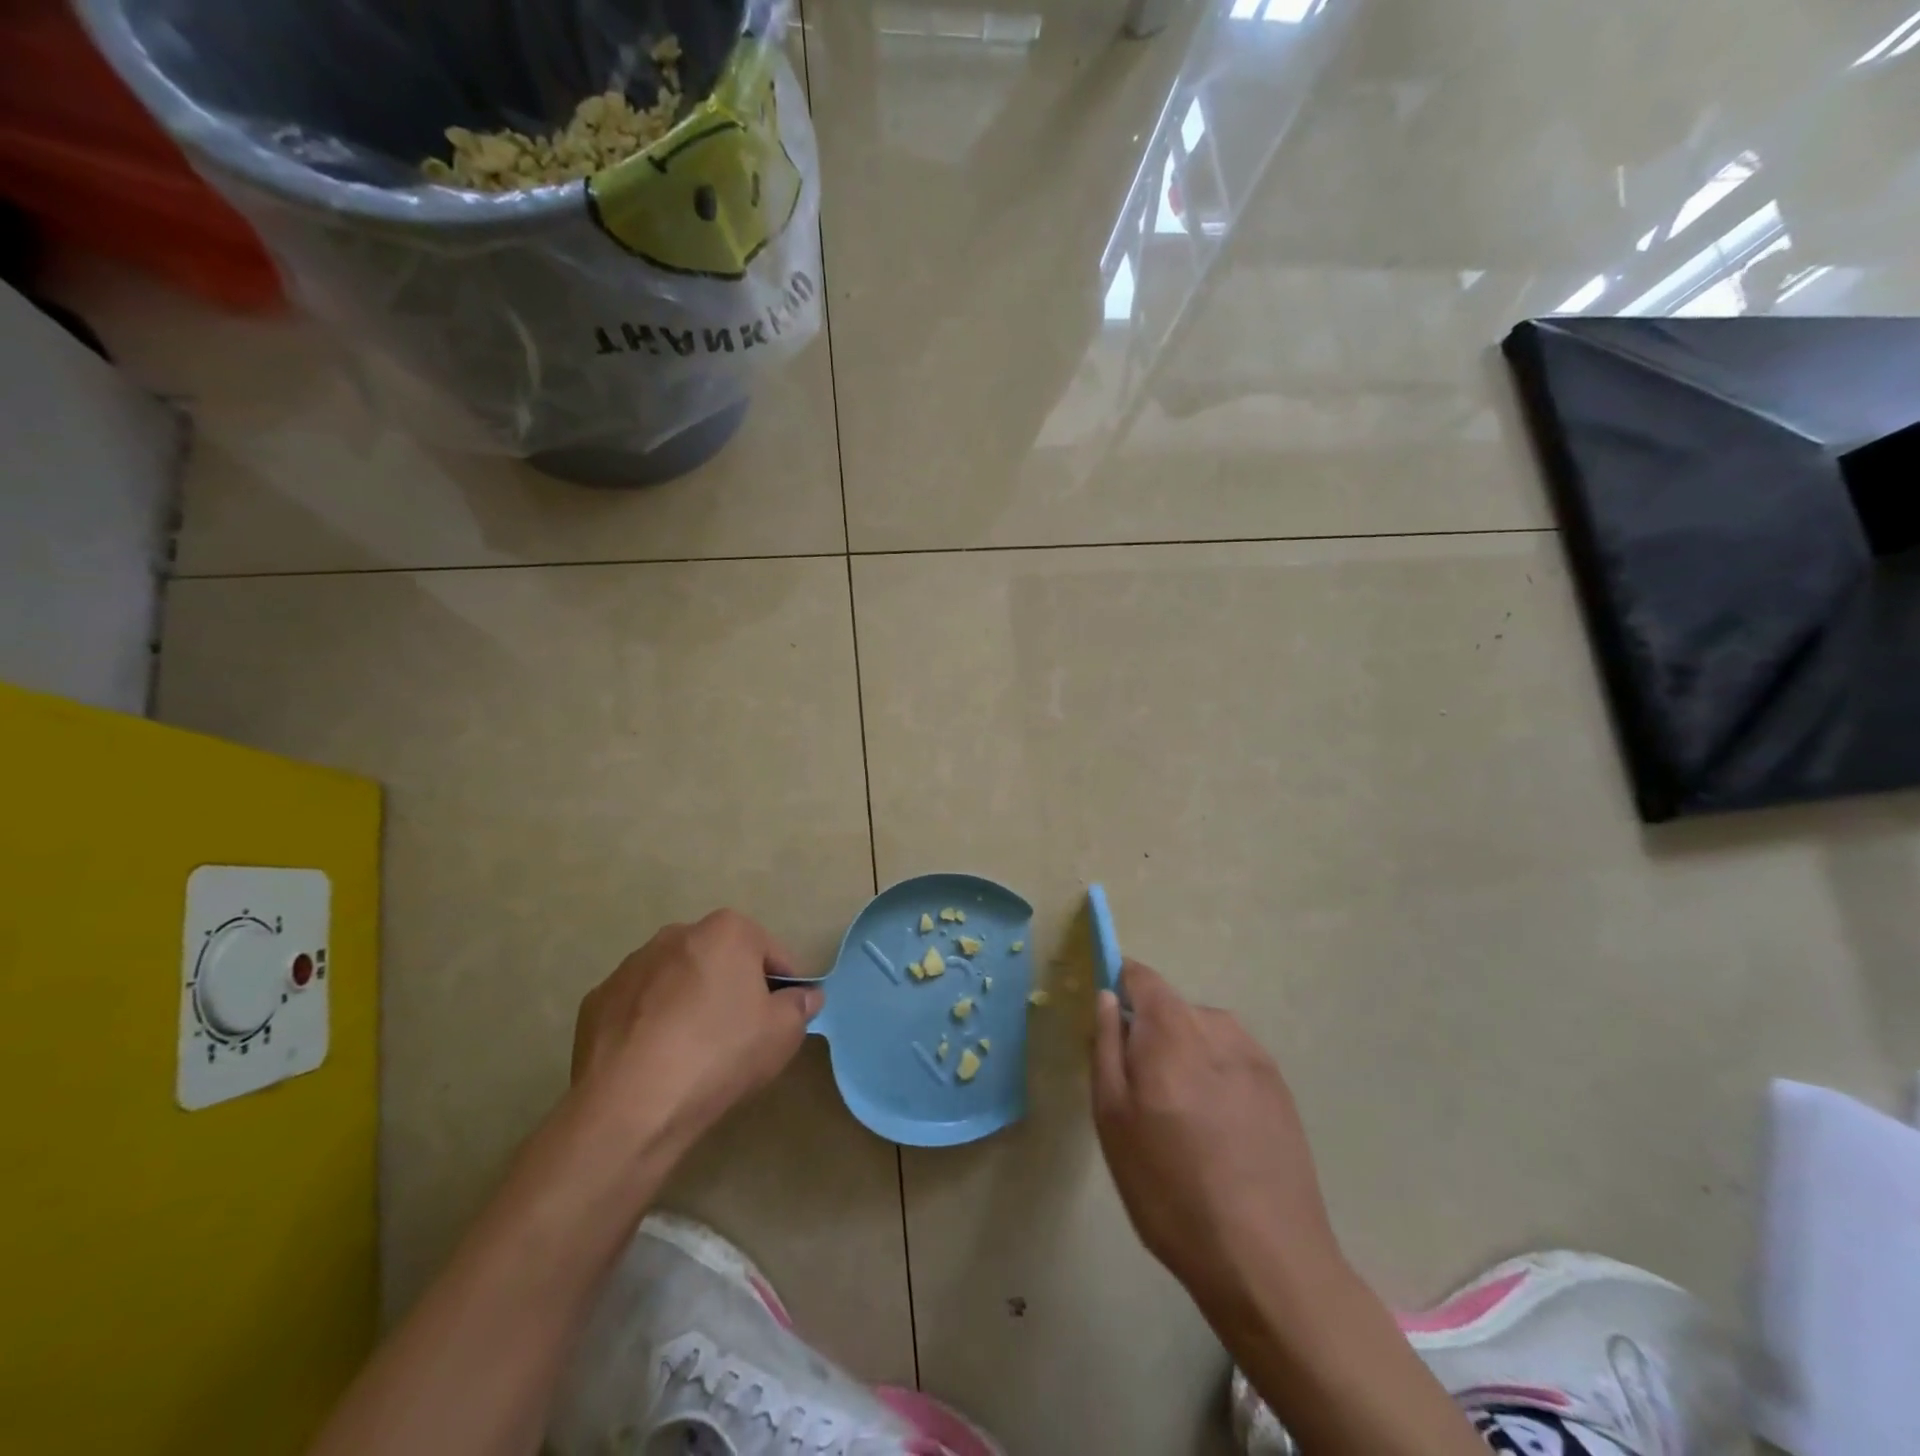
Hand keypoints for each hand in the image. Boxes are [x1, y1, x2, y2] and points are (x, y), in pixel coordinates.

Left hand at [570, 909, 822, 1153]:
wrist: (630, 1106)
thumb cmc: (720, 1055)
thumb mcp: (783, 1034)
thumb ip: (800, 1006)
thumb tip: (805, 996)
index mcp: (726, 931)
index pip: (771, 954)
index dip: (784, 986)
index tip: (784, 1017)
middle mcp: (677, 934)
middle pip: (721, 960)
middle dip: (733, 988)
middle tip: (741, 1034)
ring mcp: (631, 965)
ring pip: (677, 980)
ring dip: (690, 1002)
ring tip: (694, 1051)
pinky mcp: (597, 1000)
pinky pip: (640, 1006)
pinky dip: (651, 1023)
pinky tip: (655, 1060)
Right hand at [1092, 961, 1343, 1311]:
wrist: (1268, 1261)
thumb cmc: (1171, 1188)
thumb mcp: (1114, 1119)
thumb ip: (1106, 1046)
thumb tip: (1106, 997)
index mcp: (1173, 1029)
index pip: (1141, 976)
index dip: (1119, 983)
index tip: (1106, 1018)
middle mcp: (1218, 1027)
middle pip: (1171, 1007)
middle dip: (1150, 1034)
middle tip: (1140, 1094)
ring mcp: (1256, 1057)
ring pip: (1203, 1034)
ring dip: (1184, 1056)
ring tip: (1181, 1120)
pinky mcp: (1280, 1088)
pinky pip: (1232, 1060)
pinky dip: (1214, 1077)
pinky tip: (1216, 1131)